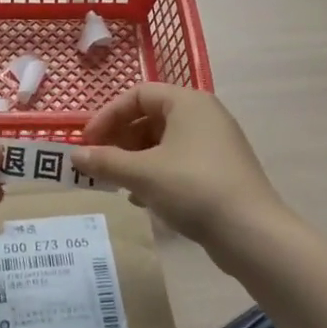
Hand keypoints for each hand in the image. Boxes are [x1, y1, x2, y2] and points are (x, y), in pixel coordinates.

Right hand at [72, 85, 288, 247]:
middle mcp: (204, 115)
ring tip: (117, 183)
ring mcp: (215, 143)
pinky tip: (142, 199)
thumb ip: (105, 161)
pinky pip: (178, 162)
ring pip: (163, 142)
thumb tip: (75, 156)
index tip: (88, 142)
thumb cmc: (193, 188)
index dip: (108, 116)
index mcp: (187, 102)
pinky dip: (156, 174)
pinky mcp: (220, 170)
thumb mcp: (142, 174)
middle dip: (120, 140)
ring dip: (135, 159)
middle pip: (150, 117)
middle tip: (100, 164)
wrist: (251, 232)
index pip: (137, 94)